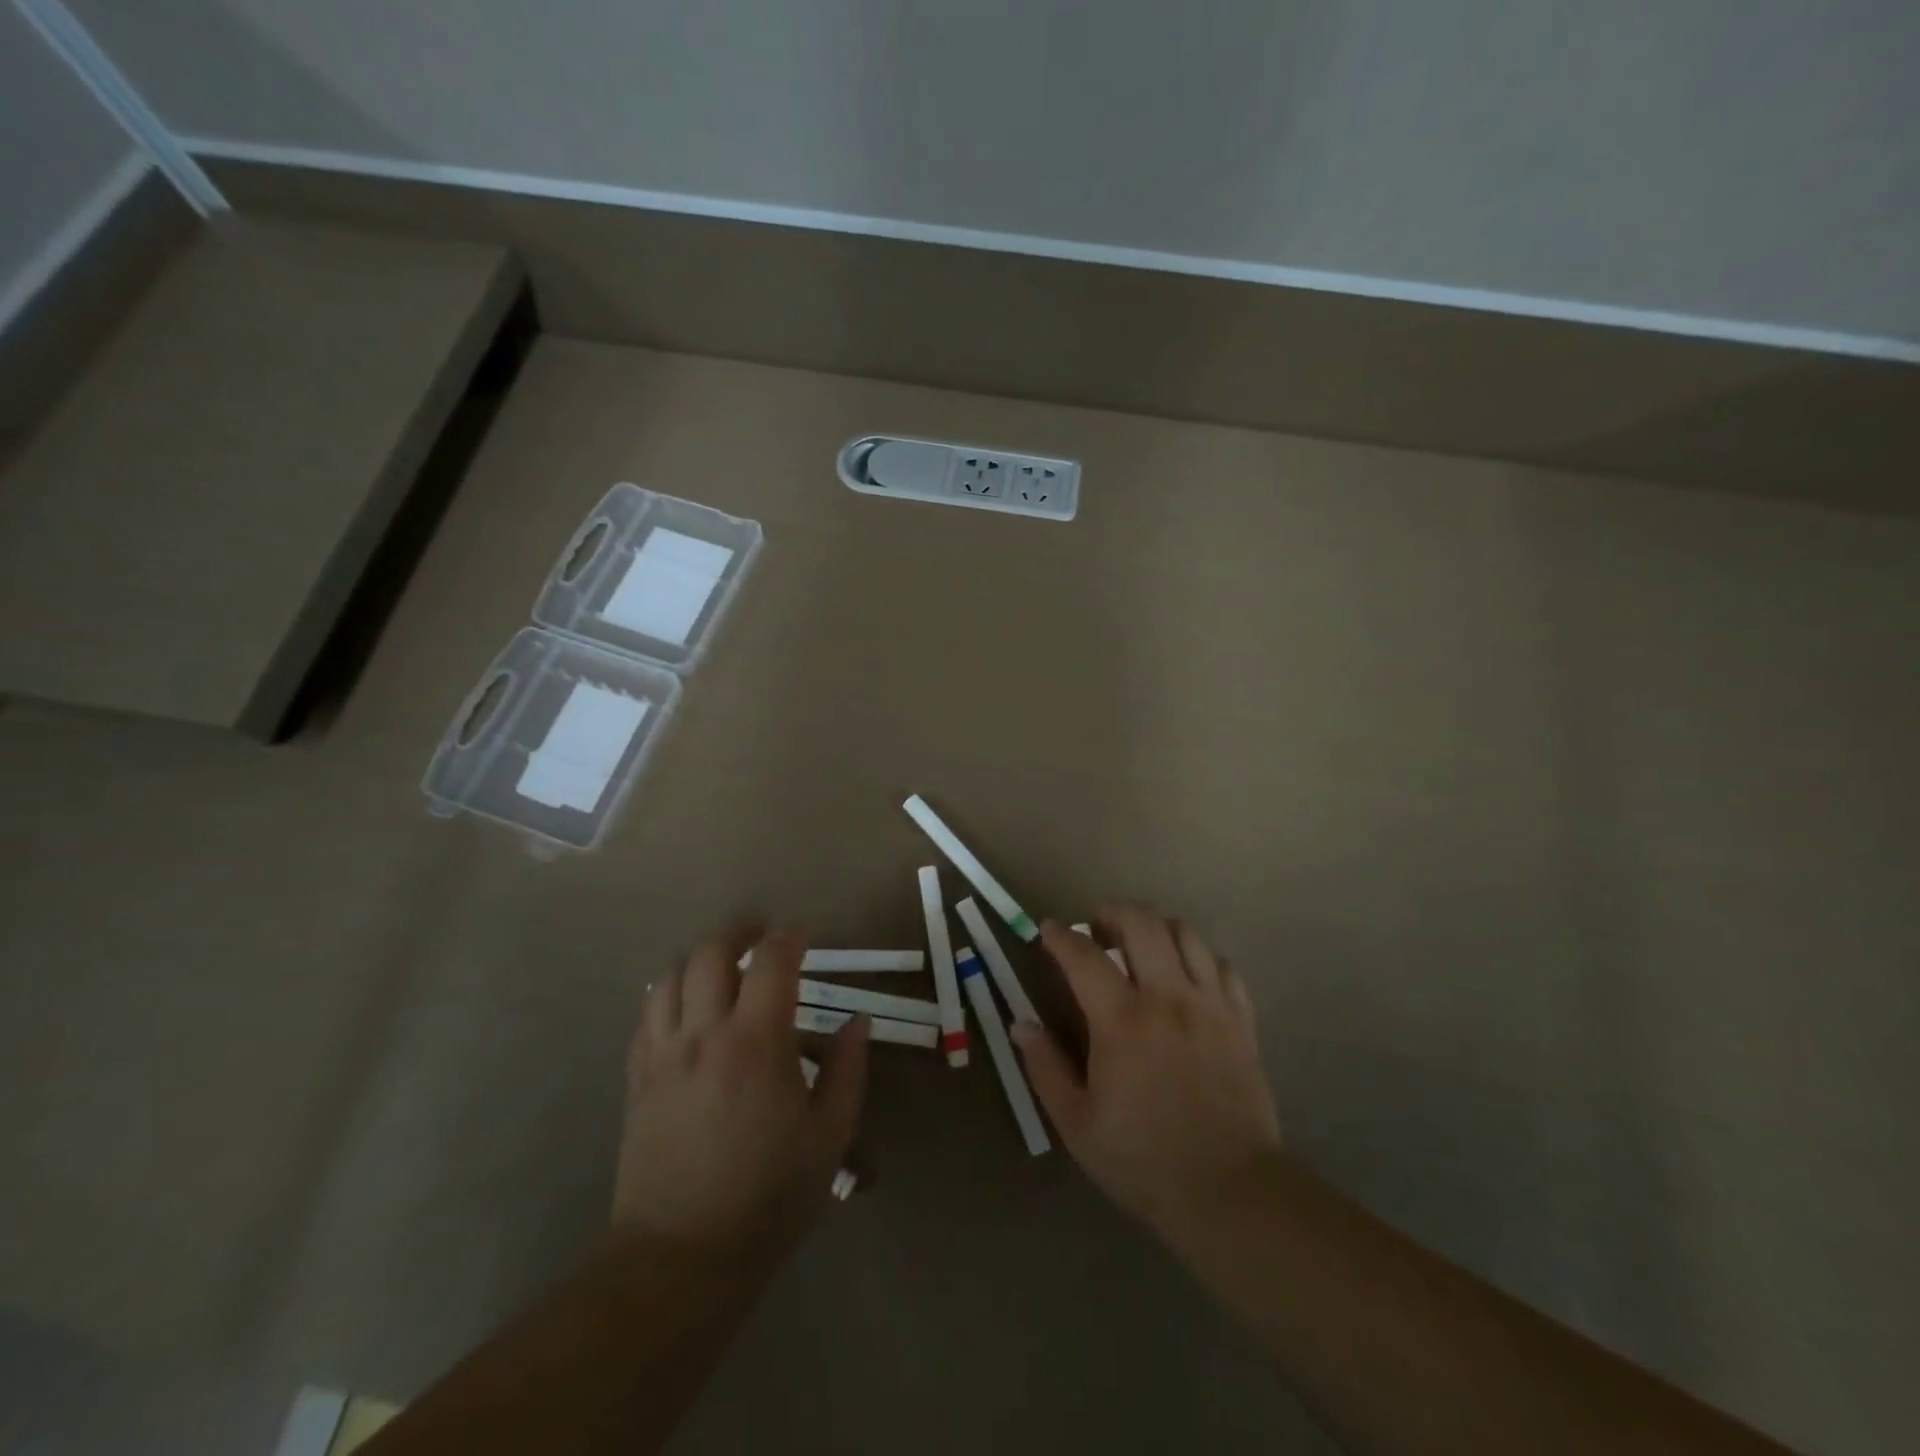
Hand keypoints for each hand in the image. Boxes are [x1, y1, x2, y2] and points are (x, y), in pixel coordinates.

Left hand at [613, 926, 867, 1257]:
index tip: (804, 934)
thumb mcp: (829, 1136)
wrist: (681, 1256)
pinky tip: (686, 1006)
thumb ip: (849, 1070)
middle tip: (761, 934)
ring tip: (723, 965)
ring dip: (700, 958)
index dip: (791, 937)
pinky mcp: (638, 1078)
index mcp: (758, 1042)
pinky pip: (647, 1015)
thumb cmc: (768, 1195)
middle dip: (739, 931)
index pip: (773, 961)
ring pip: (672, 976)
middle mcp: (706, 1034)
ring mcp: (664, 1054)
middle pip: (712, 953)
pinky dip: (669, 993)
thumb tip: (858, 1022)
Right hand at [1013, 905, 1281, 1244]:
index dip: (1060, 936)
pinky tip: (1187, 977)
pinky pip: (1223, 967)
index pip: (1084, 957)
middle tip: (1097, 926)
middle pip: (1142, 924)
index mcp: (1122, 1021)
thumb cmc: (1144, 1160)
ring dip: (1157, 927)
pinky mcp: (1241, 1021)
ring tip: (1141, 943)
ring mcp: (1210, 1005)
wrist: (1230, 1192)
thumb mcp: (1077, 1124)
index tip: (1048, 929)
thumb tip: (1020, 1025)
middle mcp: (1168, 998)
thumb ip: (1045, 1068)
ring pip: (1186, 934)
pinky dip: (1200, 958)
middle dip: (1113, 912)